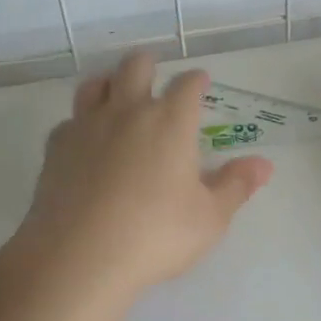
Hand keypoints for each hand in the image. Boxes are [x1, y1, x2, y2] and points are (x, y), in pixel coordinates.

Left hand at [0, 52, 272, 320]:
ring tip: (116, 94)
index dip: (196, 80)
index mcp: (170, 121)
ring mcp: (87, 126)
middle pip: (135, 67)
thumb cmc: (155, 235)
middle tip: (154, 71)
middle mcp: (128, 111)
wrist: (79, 256)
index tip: (200, 81)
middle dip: (148, 64)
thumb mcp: (209, 218)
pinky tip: (85, 142)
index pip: (187, 85)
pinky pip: (69, 122)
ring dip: (109, 83)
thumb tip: (264, 164)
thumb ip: (236, 186)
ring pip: (96, 85)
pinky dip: (80, 124)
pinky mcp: (56, 148)